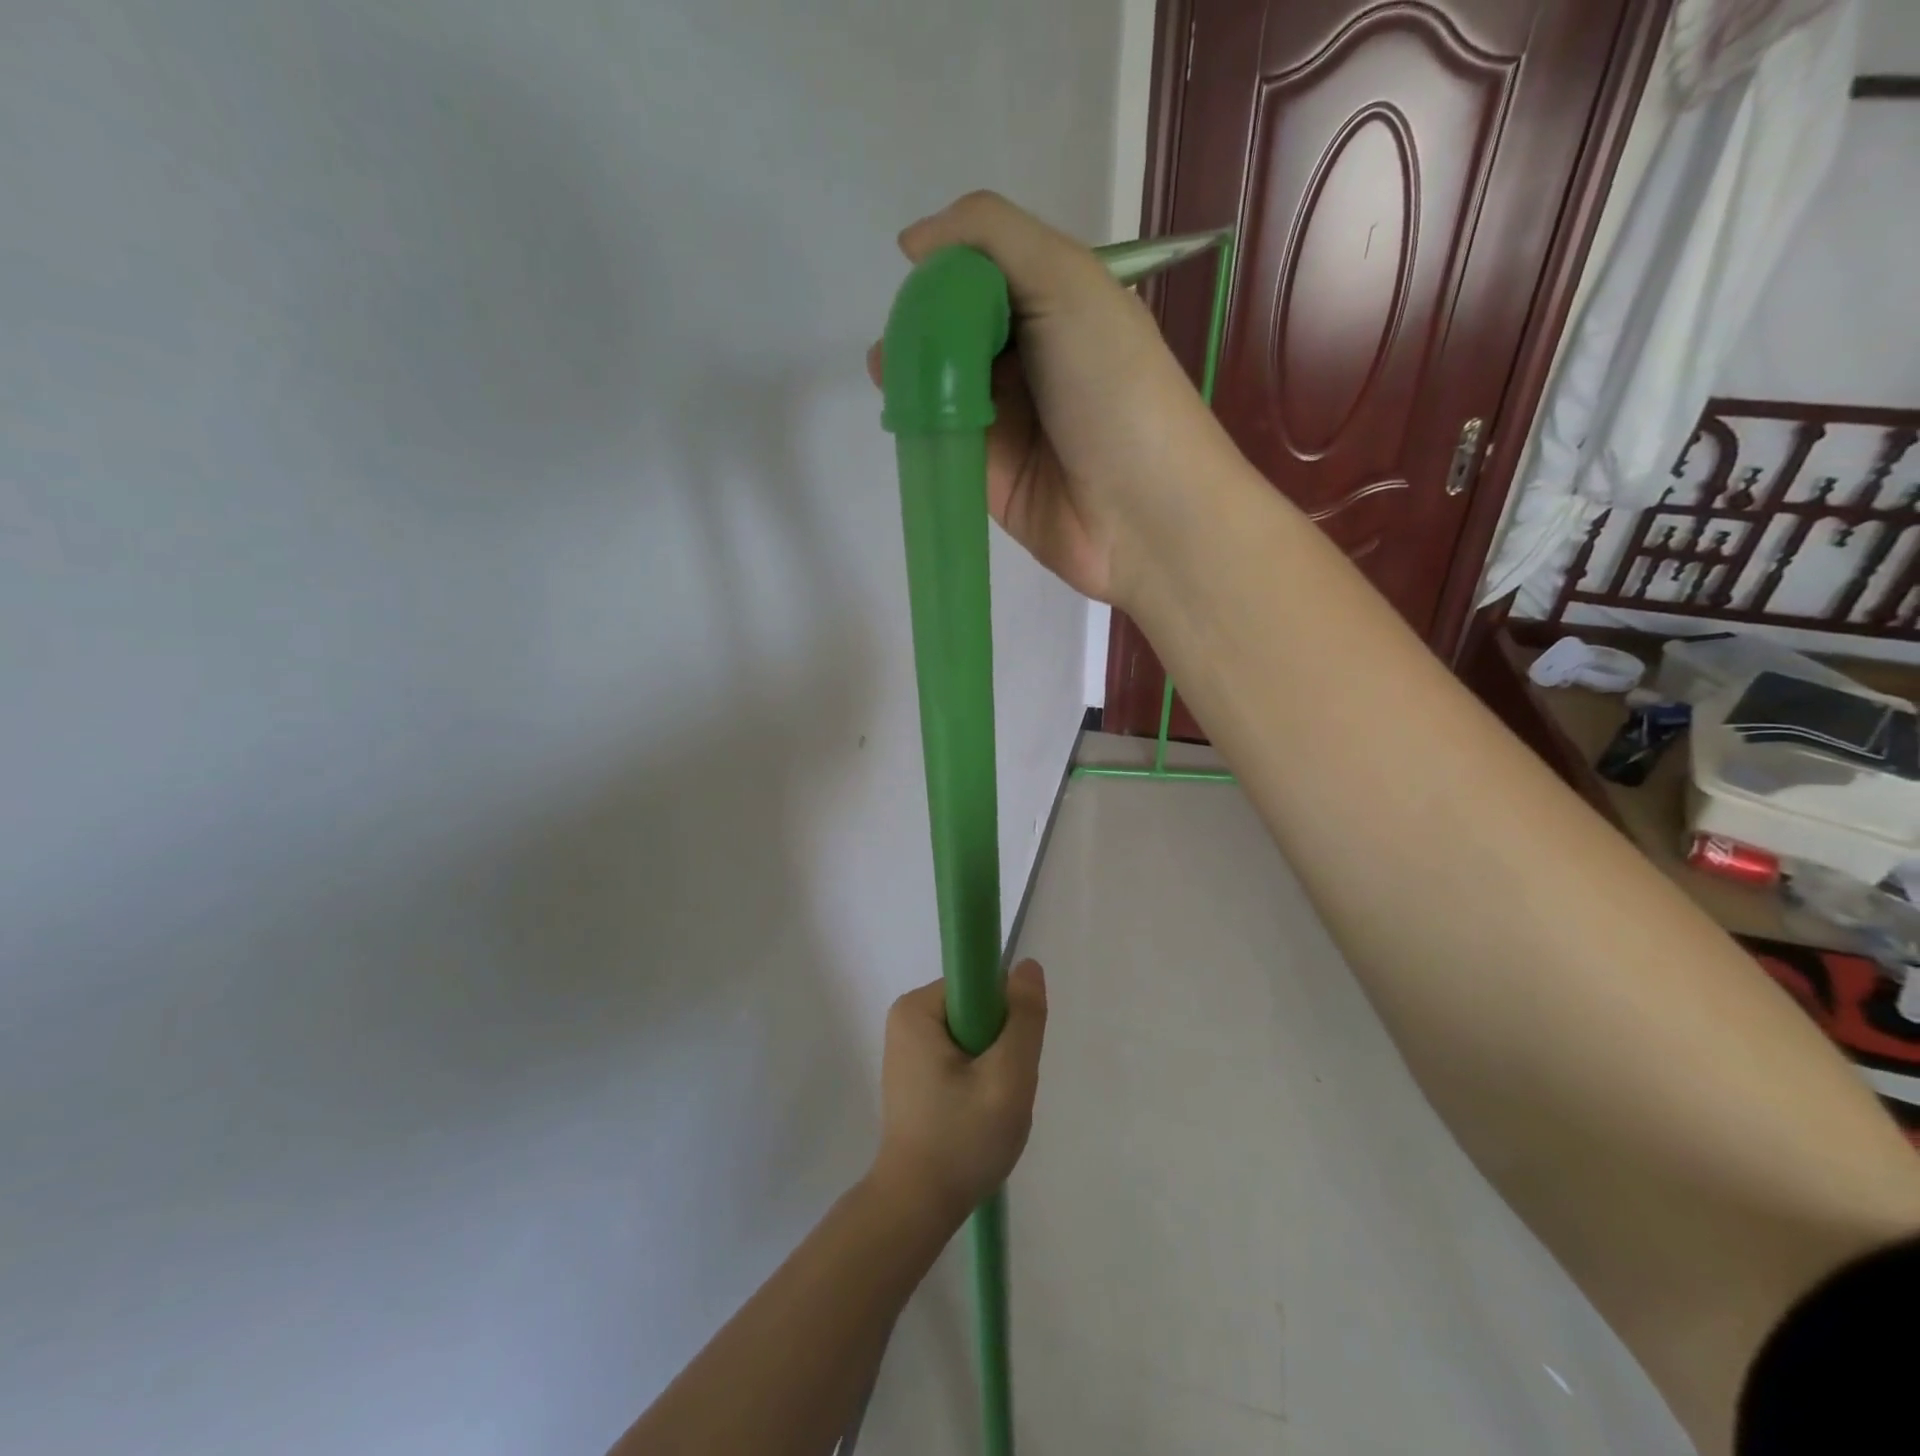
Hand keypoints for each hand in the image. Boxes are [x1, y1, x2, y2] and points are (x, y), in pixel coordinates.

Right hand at [868, 192, 1235, 607]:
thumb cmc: (1114, 387)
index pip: (988, 274)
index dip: (950, 270)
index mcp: (1061, 306)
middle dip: (923, 323)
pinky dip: (918, 422)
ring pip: (945, 383)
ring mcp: (1010, 420)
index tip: (920, 274)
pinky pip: (944, 438)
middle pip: (960, 328)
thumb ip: (992, 236)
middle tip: (898, 333)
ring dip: (910, 371)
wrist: (1139, 511)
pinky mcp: (989, 473)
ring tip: (884, 367)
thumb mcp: (1068, 280)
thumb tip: (913, 242)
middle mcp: (1034, 360)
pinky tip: (897, 406)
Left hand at [869, 961, 1048, 1221]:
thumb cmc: (961, 1140)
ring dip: (993, 1067)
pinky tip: (975, 1114)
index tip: (1008, 1060)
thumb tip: (1028, 966)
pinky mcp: (915, 1072)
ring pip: (975, 1036)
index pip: (982, 986)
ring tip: (988, 1107)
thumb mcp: (1007, 1077)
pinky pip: (961, 1055)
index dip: (1006, 1018)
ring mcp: (909, 1046)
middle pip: (978, 1010)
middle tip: (1000, 1092)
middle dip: (1000, 1047)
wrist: (917, 1208)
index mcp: (917, 1008)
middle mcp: (907, 1017)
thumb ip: (1024, 1019)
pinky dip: (978, 1080)